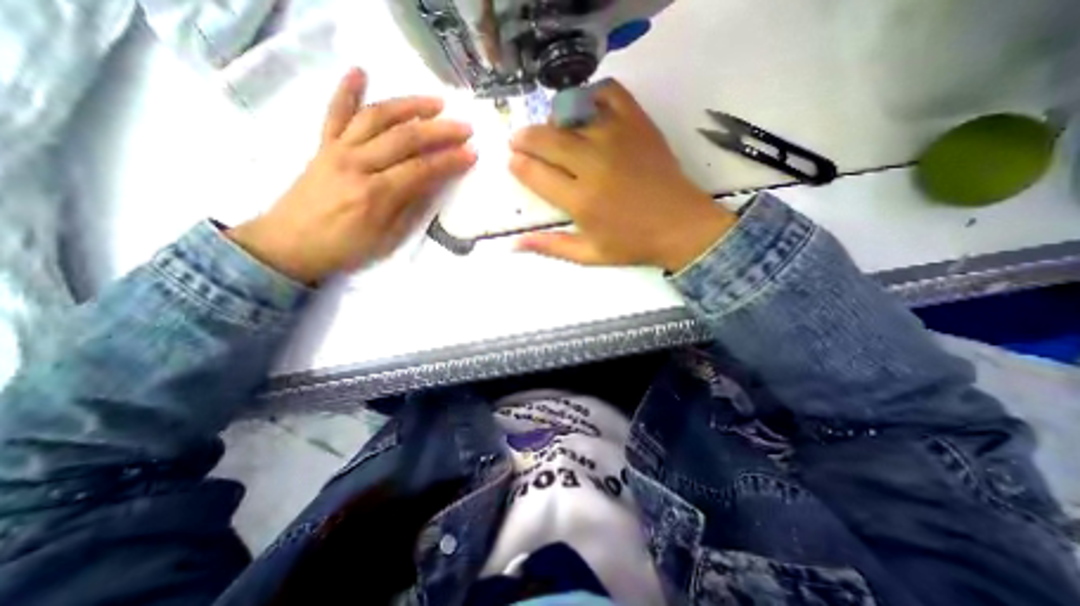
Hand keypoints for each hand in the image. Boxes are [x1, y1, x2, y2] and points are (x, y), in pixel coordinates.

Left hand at [227, 68, 475, 282]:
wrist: (291, 244)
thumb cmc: (346, 248)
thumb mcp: (388, 238)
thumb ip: (411, 207)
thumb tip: (434, 183)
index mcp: (376, 194)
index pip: (422, 169)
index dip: (450, 160)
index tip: (472, 153)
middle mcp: (357, 164)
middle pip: (405, 138)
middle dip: (440, 131)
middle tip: (465, 127)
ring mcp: (337, 150)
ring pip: (376, 117)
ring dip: (409, 106)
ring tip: (436, 102)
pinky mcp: (322, 145)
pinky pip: (334, 113)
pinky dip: (346, 90)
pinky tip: (360, 71)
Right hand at [508, 79, 734, 271]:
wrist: (681, 226)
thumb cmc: (632, 244)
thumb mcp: (588, 255)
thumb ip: (550, 247)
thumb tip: (513, 244)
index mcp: (581, 200)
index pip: (536, 173)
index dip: (518, 165)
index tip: (513, 162)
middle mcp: (593, 164)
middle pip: (546, 139)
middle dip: (524, 138)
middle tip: (519, 143)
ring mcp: (617, 138)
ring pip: (571, 113)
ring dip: (552, 119)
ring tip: (552, 132)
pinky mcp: (638, 123)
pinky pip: (608, 92)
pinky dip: (591, 94)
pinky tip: (586, 110)